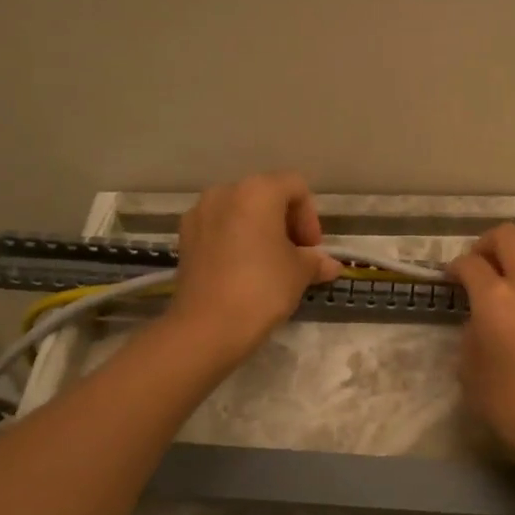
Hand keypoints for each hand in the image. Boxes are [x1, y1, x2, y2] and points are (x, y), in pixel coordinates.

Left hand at [167, 173, 341, 358]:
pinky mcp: (184, 238)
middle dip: (285, 223)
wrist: (207, 326)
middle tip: (296, 256)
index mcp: (258, 191)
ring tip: (269, 264)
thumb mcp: (299, 272)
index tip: (311, 250)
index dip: (310, 217)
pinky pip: (219, 229)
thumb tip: (329, 265)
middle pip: (266, 196)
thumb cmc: (263, 287)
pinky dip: (235, 241)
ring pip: (240, 212)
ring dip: (259, 231)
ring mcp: (199, 214)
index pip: (295, 187)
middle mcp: (225, 192)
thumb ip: (315, 261)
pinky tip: (242, 270)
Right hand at [446, 224, 514, 472]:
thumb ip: (471, 338)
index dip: (454, 267)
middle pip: (507, 236)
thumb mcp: (472, 376)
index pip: (470, 263)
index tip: (450, 279)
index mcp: (496, 299)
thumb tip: (480, 323)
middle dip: (486, 244)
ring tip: (507, 282)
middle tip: (477, 267)